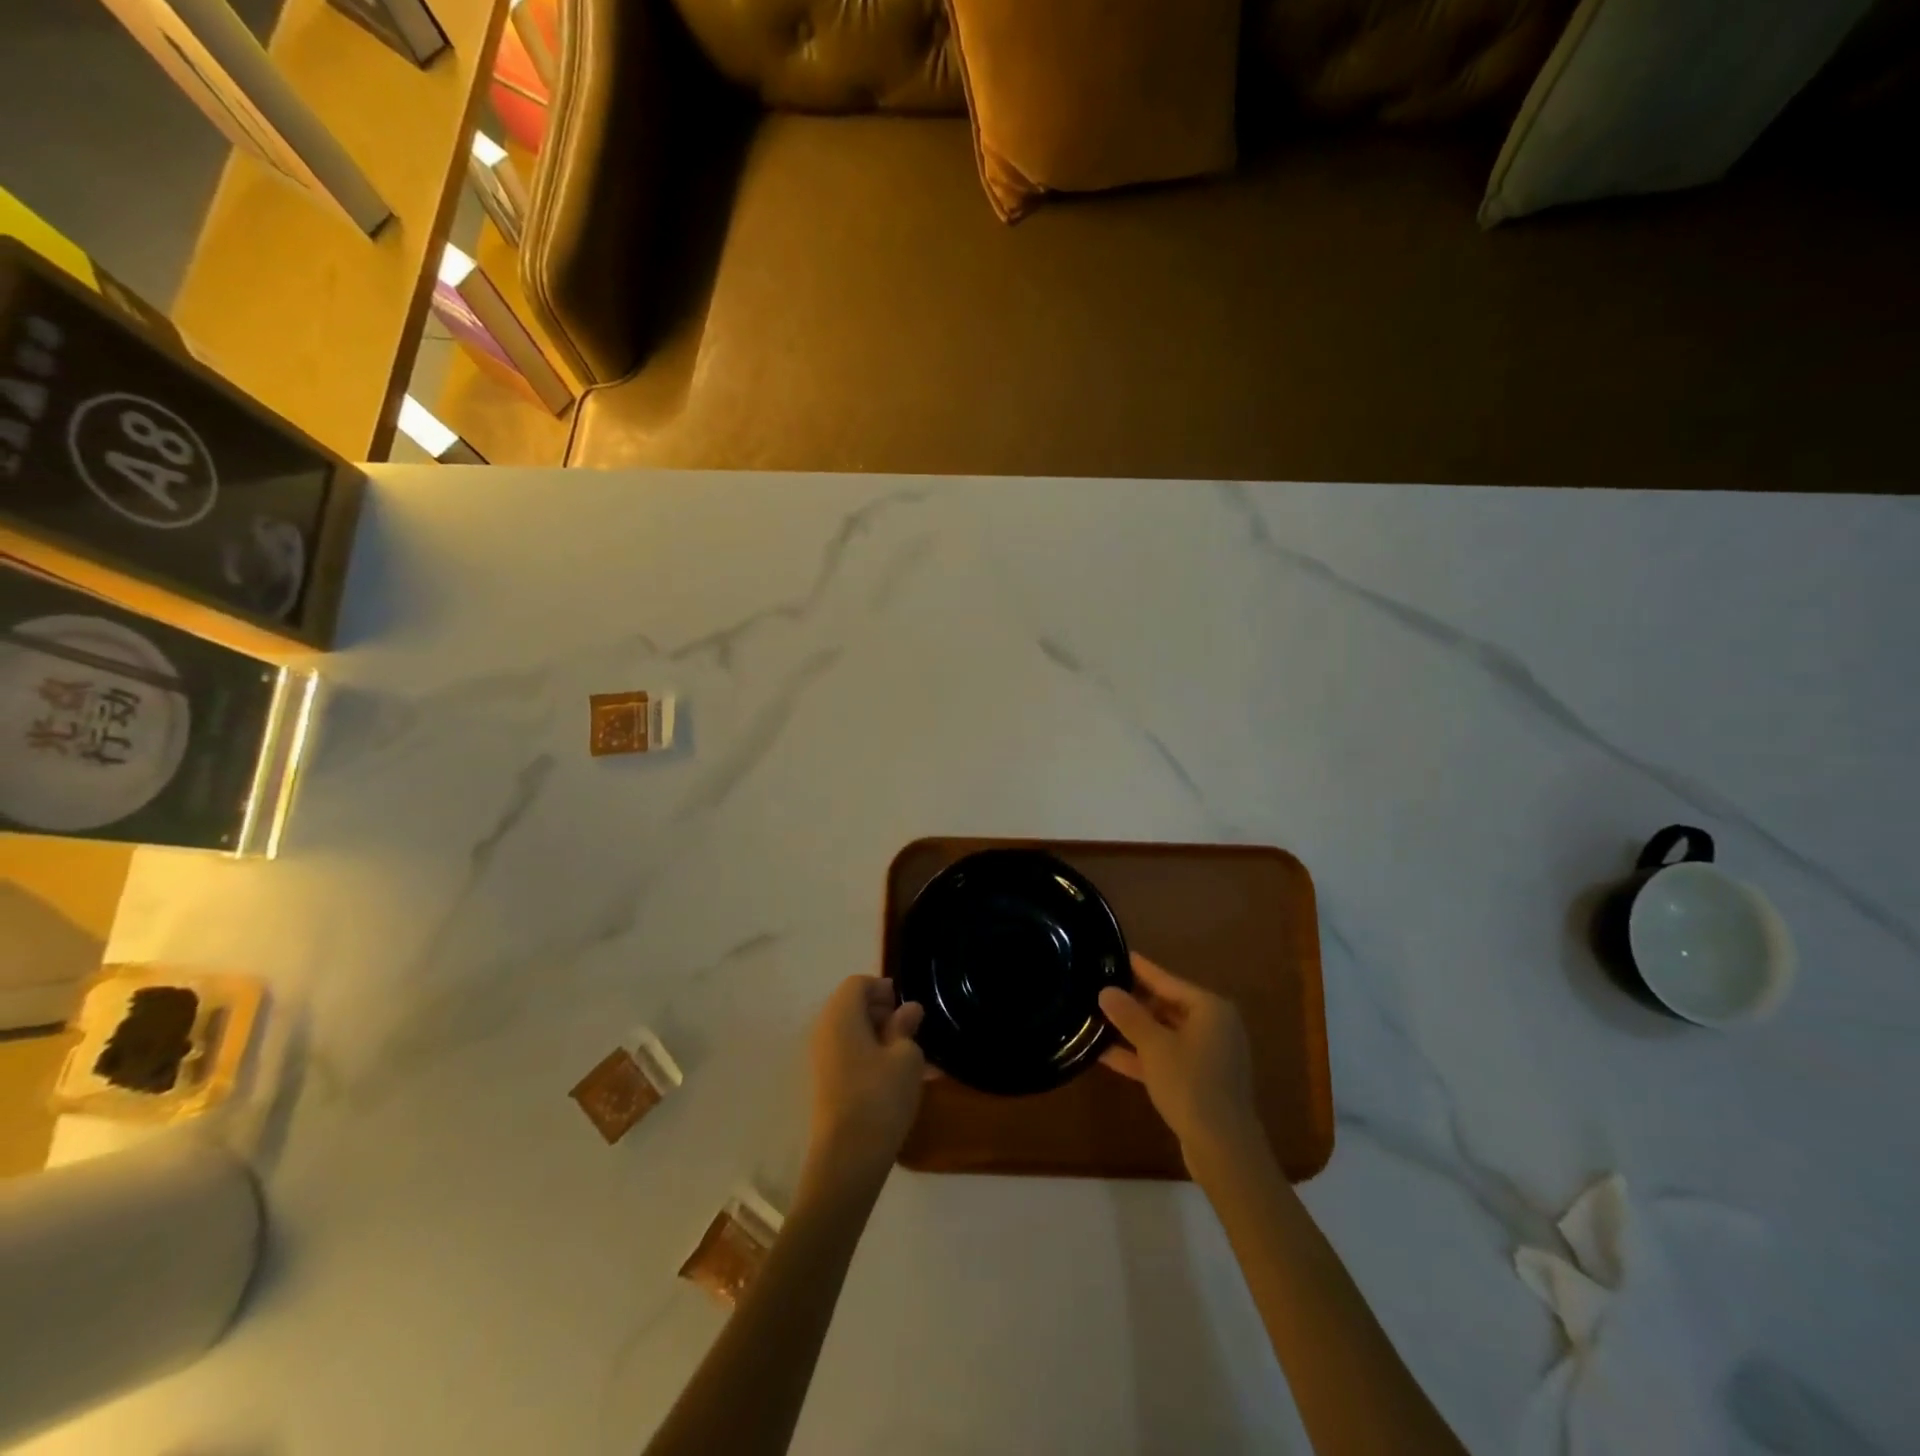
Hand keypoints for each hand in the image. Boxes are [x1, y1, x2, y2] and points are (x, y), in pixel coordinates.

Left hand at [805, 976, 926, 1186]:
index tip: (907, 1010)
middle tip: (910, 1033)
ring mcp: (821, 1058)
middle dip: (882, 1013)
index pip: (858, 983)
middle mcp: (824, 1030)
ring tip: (909, 1060)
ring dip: (879, 1038)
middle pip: (852, 1006)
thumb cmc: (880, 1096)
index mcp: (841, 1014)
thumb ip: (906, 1027)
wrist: (847, 1158)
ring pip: (852, 1033)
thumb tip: (908, 1009)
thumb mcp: (906, 1056)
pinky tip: (896, 1079)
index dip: (884, 989)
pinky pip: (849, 1055)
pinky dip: (871, 1057)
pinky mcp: (825, 1083)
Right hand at [1099, 954, 1258, 1159]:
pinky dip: (1143, 1056)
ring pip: (1165, 1034)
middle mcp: (1214, 1026)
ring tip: (1097, 1020)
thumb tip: (1106, 990)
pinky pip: (1167, 1058)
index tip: (1117, 955)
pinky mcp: (1201, 1081)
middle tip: (1100, 990)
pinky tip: (1107, 1054)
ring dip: (1134, 1032)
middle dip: (1133, 1003)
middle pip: (1167, 1006)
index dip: (1140, 969)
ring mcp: (1209, 1056)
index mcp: (1210, 1008)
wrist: (1223, 1149)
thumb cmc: (1190, 1084)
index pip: (1167, 980)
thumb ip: (1129, 1016)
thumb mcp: (1154, 1046)